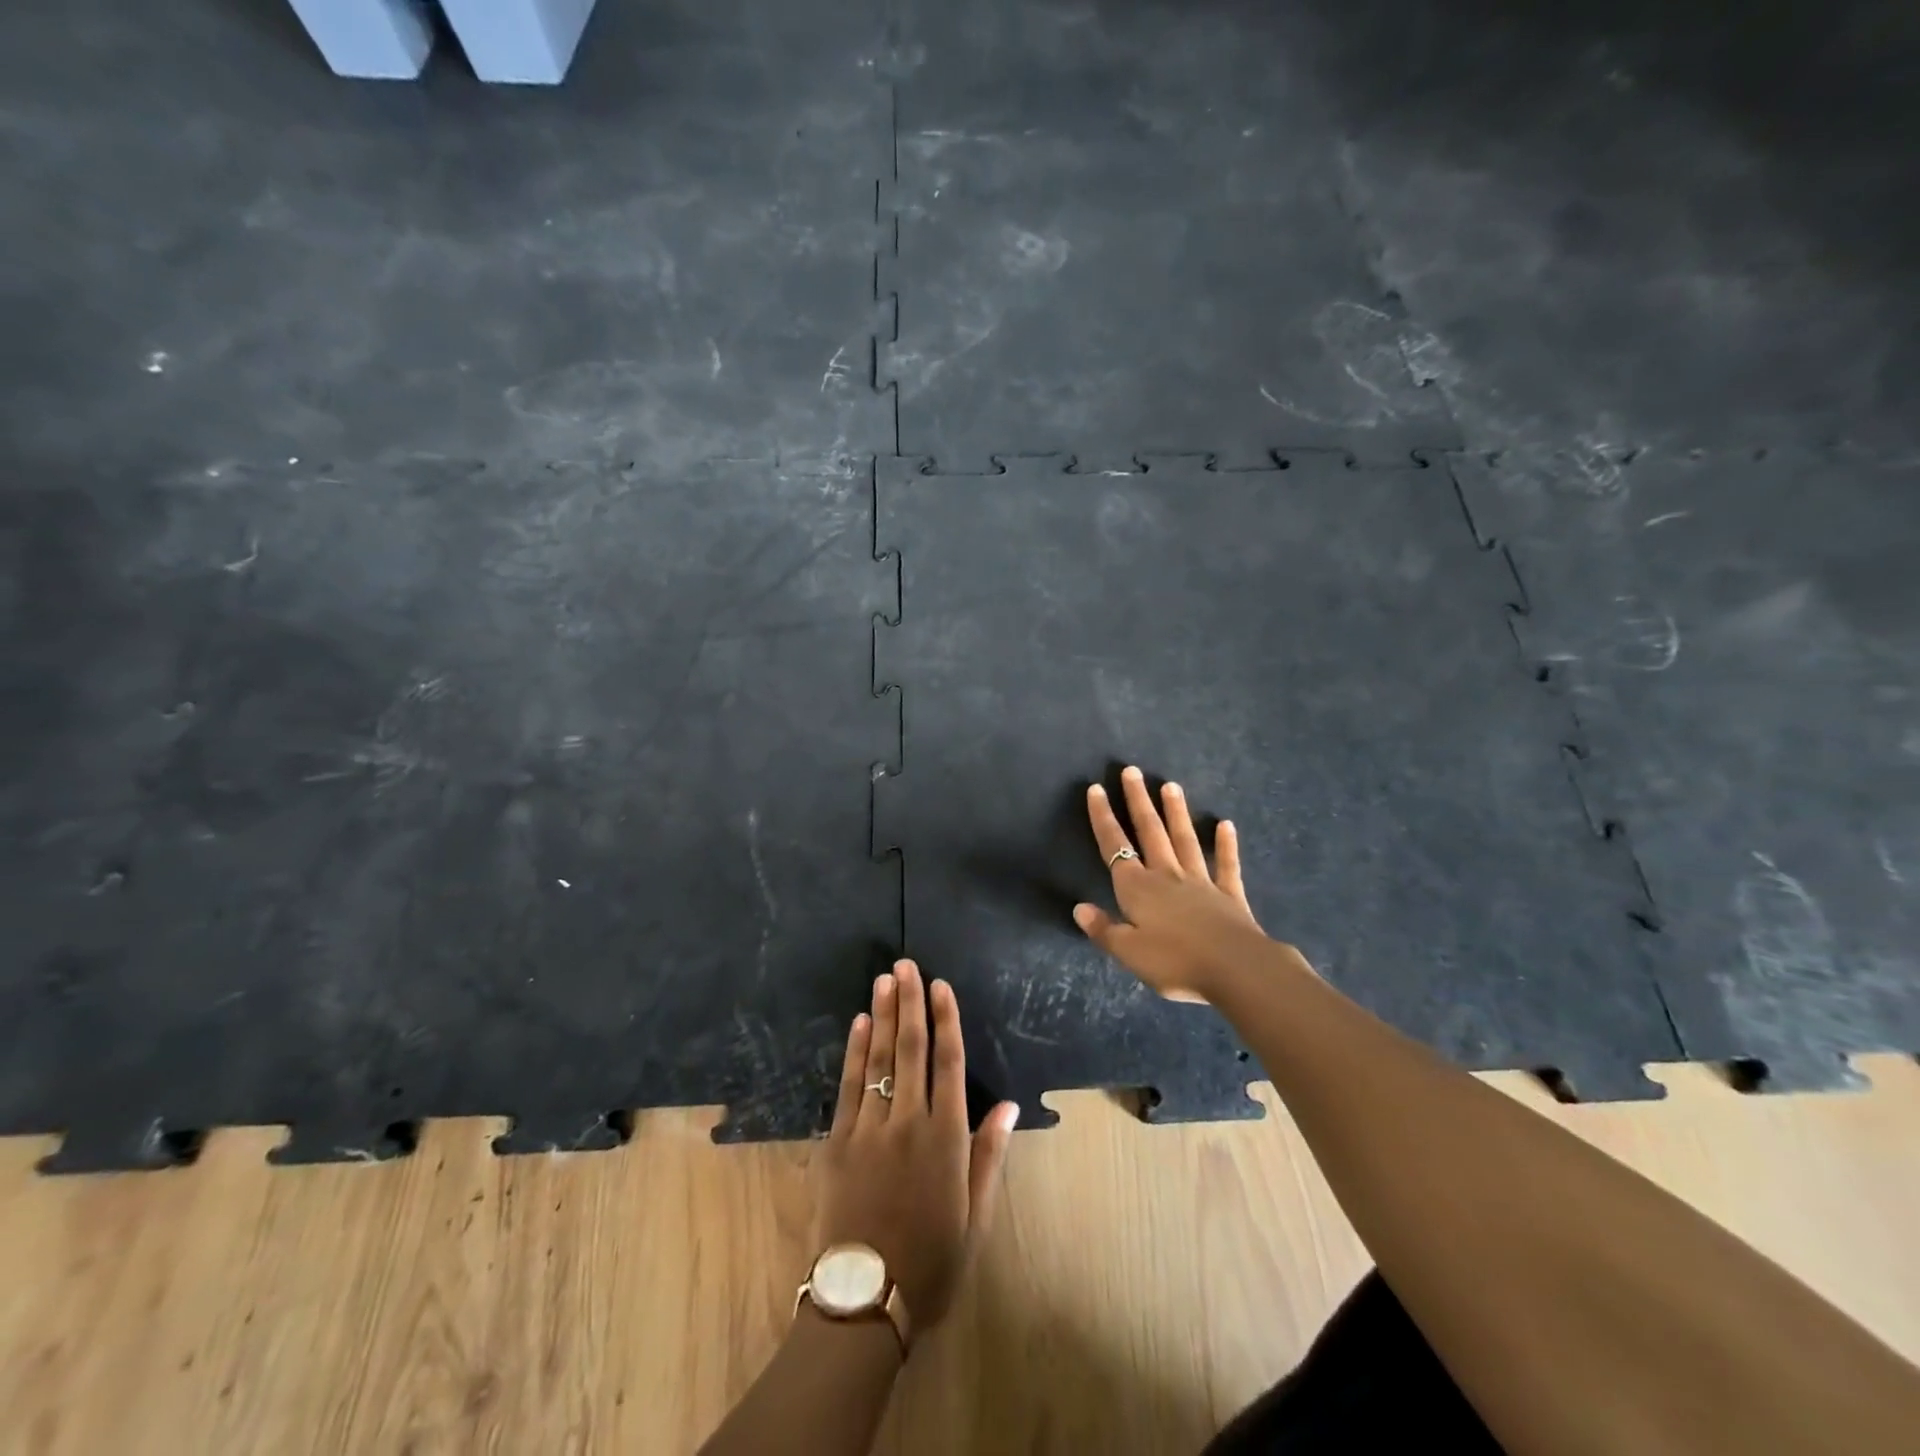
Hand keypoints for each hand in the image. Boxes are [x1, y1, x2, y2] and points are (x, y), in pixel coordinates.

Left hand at [811, 959, 1019, 1340]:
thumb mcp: (975, 1216)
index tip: (941, 986)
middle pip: (911, 1049)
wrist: (865, 1300)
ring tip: (884, 979)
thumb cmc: (931, 1261)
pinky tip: (859, 1023)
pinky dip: (854, 1051)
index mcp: (947, 1138)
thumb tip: (1008, 1104)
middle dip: (910, 1002)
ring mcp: (869, 1128)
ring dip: (882, 1015)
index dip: (946, 1020)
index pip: (949, 1063)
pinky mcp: (838, 1141)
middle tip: (905, 965)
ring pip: (879, 1058)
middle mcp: (909, 1121)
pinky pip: (848, 1085)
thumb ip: (989, 1154)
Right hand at [1073, 765, 1273, 1001]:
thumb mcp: (1129, 952)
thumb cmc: (1176, 961)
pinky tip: (1226, 825)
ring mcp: (1201, 882)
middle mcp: (1166, 875)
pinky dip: (1226, 844)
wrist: (1236, 968)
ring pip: (1184, 839)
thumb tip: (1078, 907)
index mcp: (1137, 888)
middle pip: (1150, 832)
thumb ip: (1103, 929)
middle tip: (1132, 770)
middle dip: (1138, 801)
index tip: (1096, 788)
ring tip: (1171, 785)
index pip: (1114, 847)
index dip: (1103, 818)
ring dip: (1176, 812)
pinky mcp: (1230, 895)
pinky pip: (1226, 865)